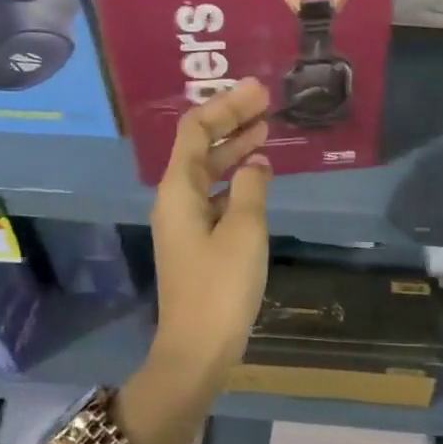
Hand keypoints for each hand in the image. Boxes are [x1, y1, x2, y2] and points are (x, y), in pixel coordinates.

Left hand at [148, 78, 274, 379]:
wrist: (197, 350)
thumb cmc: (220, 287)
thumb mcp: (244, 230)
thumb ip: (252, 188)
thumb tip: (256, 164)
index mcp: (179, 190)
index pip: (195, 130)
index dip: (225, 106)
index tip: (258, 92)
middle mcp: (176, 198)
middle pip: (200, 145)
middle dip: (231, 120)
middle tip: (266, 101)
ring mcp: (185, 220)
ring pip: (209, 169)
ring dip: (235, 146)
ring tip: (265, 128)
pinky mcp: (197, 239)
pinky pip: (216, 192)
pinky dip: (237, 176)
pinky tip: (260, 175)